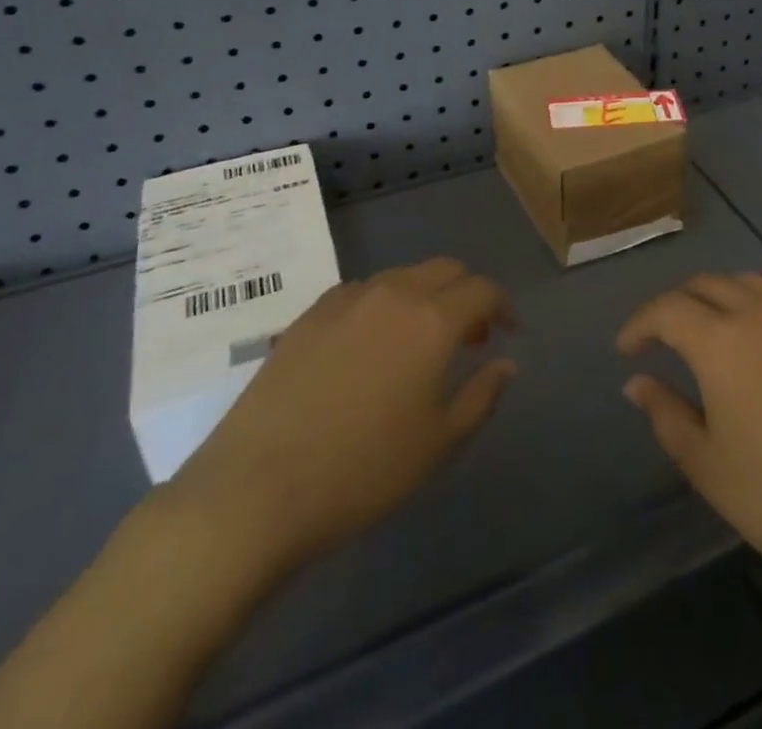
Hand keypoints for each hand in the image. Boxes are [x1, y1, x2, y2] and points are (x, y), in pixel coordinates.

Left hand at [166, 258, 516, 586]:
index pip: (483, 289)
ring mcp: (346, 300)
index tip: (507, 332)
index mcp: (433, 320)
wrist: (255, 491)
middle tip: (468, 337)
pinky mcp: (308, 316)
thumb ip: (482, 395)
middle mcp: (394, 294)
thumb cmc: (361, 472)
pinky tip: (369, 345)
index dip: (502, 306)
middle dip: (466, 293)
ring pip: (402, 276)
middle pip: (445, 270)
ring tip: (419, 341)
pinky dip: (382, 305)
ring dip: (424, 296)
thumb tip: (506, 363)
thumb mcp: (438, 443)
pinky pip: (360, 292)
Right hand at [618, 272, 761, 604]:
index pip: (668, 310)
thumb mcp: (710, 467)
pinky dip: (748, 306)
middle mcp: (759, 315)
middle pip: (706, 285)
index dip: (640, 324)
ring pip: (744, 284)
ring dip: (713, 297)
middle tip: (658, 340)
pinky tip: (751, 349)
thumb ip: (667, 415)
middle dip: (674, 305)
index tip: (625, 350)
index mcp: (722, 341)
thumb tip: (637, 382)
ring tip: (702, 333)